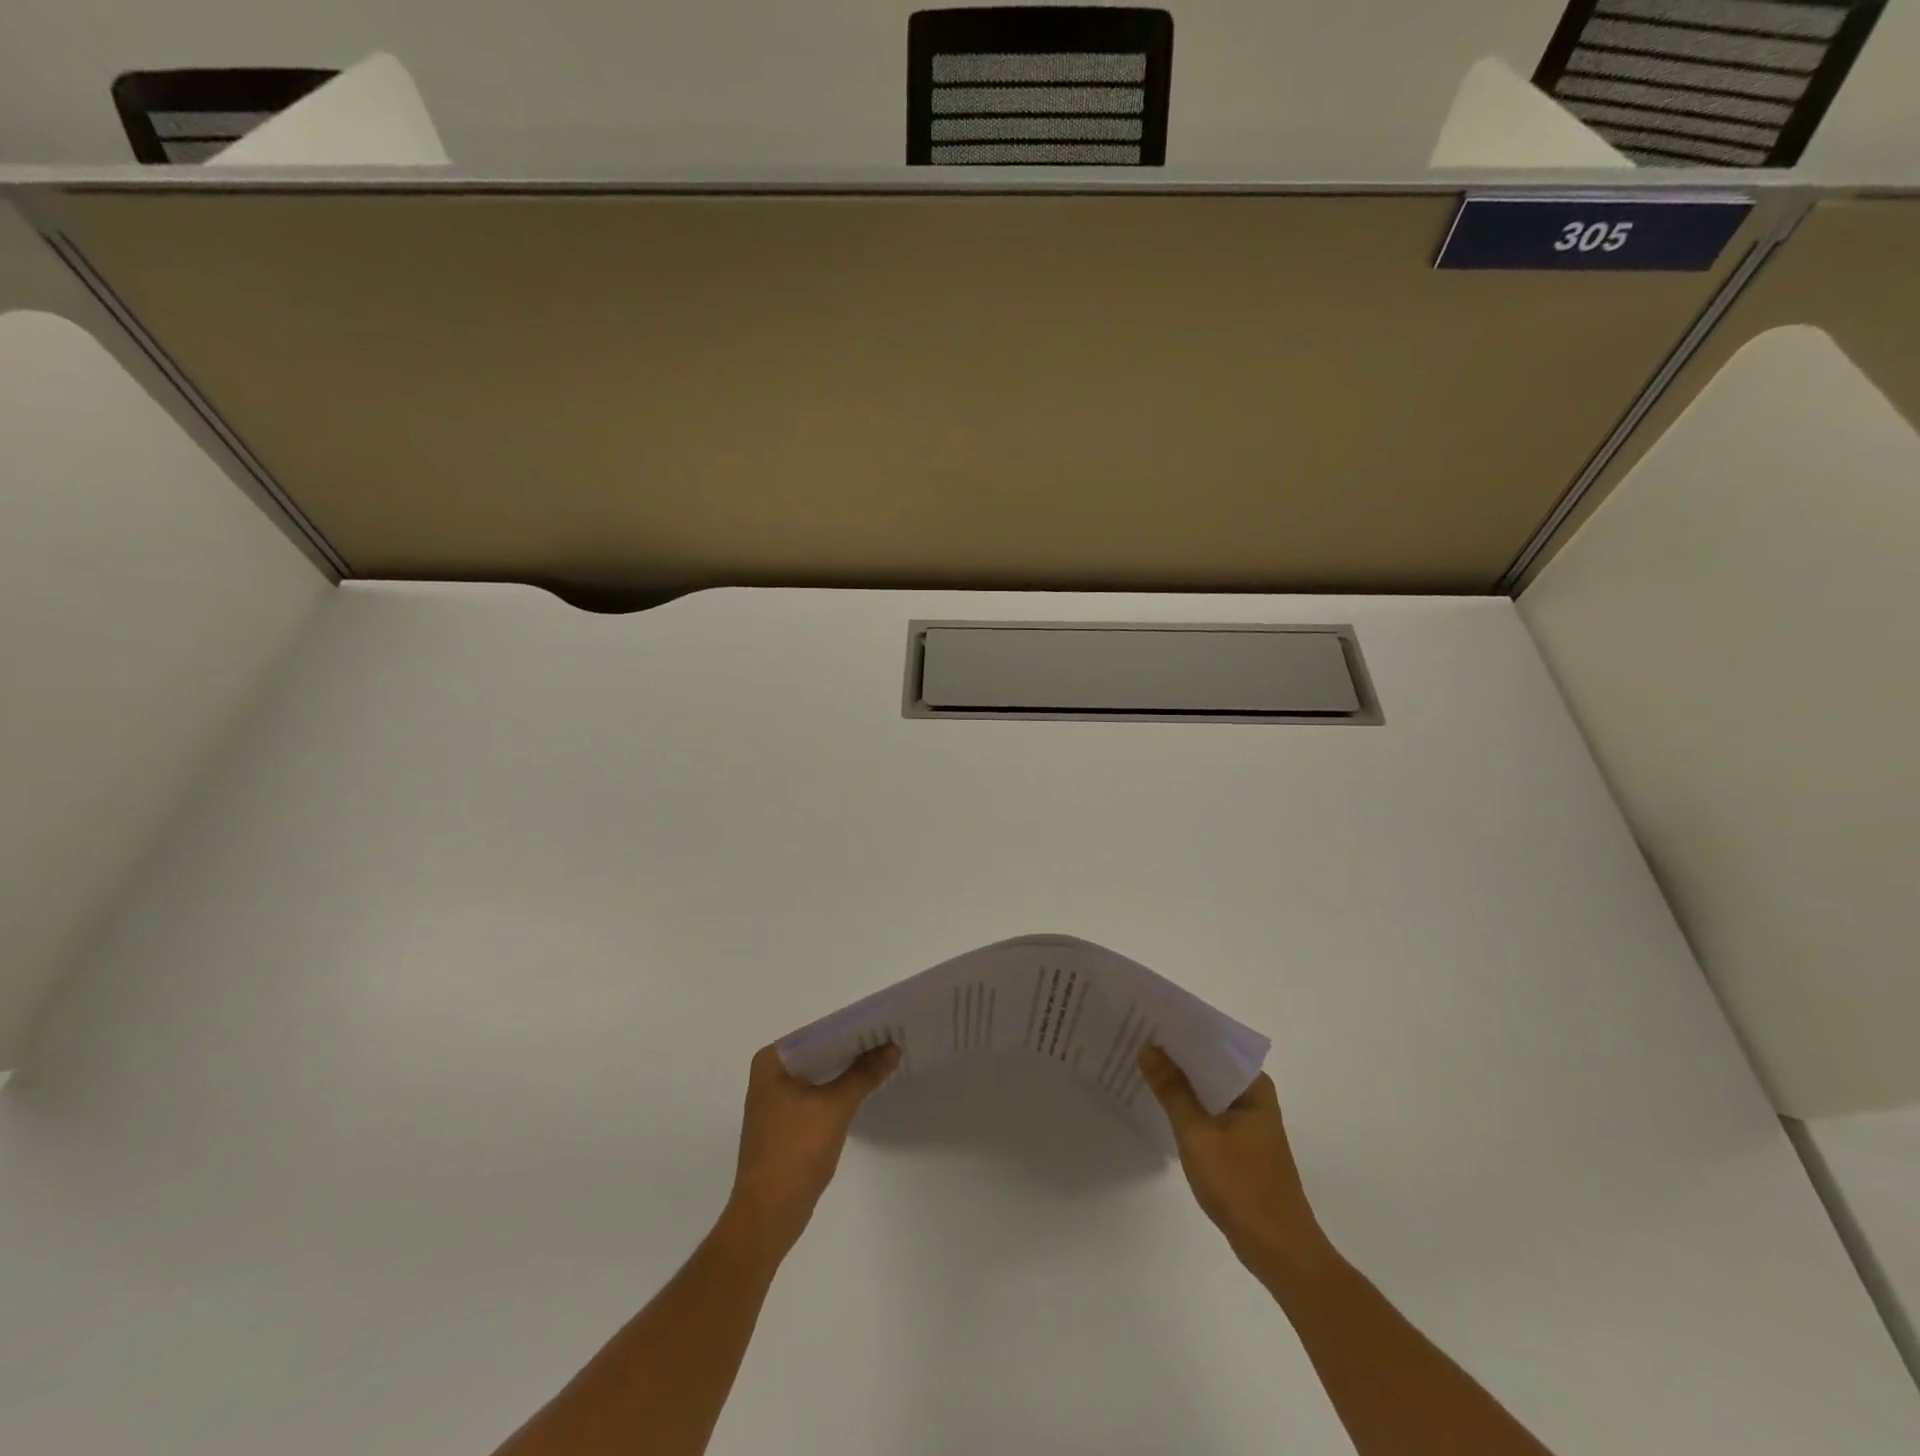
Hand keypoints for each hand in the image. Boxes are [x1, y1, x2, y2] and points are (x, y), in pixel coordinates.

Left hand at [723, 1042, 899, 1262]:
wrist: (768, 1215)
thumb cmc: (796, 1152)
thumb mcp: (836, 1106)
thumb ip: (864, 1073)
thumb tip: (892, 1047)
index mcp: (772, 1060)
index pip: (820, 1032)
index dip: (853, 1028)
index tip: (884, 1023)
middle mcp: (770, 1073)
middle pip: (820, 1052)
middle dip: (853, 1048)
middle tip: (891, 1039)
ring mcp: (776, 1099)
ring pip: (820, 1073)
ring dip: (848, 1069)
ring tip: (885, 1058)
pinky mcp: (786, 1121)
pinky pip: (817, 1093)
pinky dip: (839, 1089)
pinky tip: (864, 1087)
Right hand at [1139, 1045, 1332, 1285]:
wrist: (1278, 1250)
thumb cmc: (1240, 1186)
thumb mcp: (1197, 1134)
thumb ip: (1172, 1090)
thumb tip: (1149, 1048)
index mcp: (1253, 1085)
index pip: (1213, 1043)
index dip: (1180, 1031)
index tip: (1147, 1018)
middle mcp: (1254, 1095)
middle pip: (1209, 1064)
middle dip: (1175, 1054)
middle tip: (1134, 1037)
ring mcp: (1249, 1120)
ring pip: (1207, 1088)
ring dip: (1179, 1080)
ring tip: (1140, 1063)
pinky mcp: (1241, 1142)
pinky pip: (1209, 1110)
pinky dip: (1187, 1104)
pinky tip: (1160, 1102)